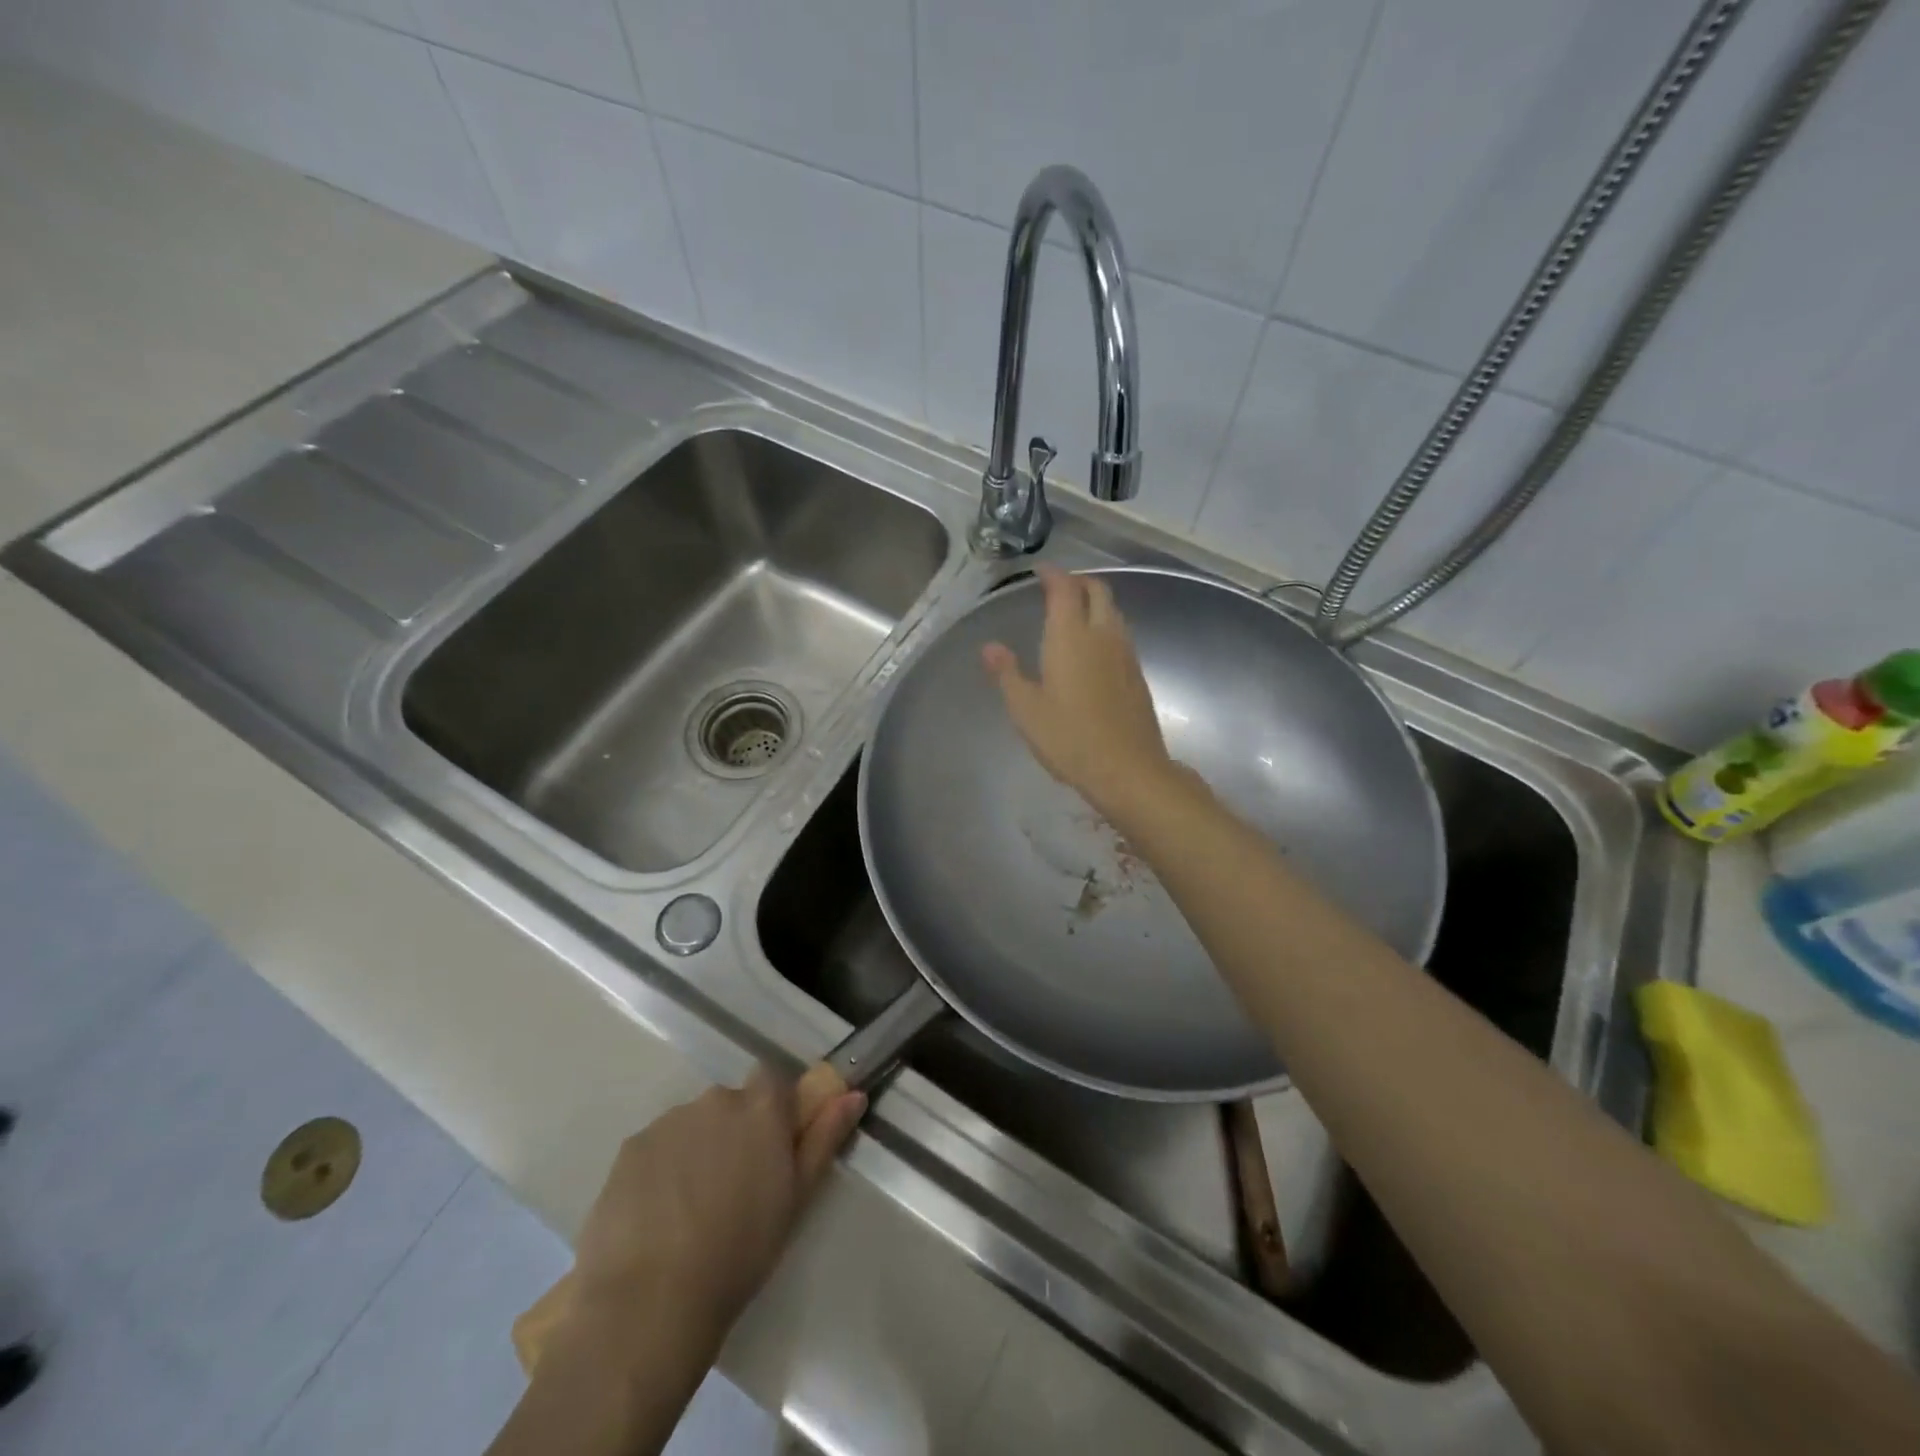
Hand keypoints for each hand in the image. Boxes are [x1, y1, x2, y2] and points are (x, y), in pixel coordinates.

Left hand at [567, 1069, 865, 1342]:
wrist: (650, 1303)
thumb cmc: (740, 1252)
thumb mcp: (796, 1198)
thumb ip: (824, 1137)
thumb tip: (853, 1094)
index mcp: (761, 1107)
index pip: (772, 1080)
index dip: (773, 1110)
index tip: (772, 1148)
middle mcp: (716, 1099)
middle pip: (731, 1103)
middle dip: (734, 1134)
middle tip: (733, 1189)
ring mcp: (668, 1121)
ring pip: (692, 1126)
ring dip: (697, 1151)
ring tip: (691, 1212)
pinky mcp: (629, 1149)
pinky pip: (656, 1149)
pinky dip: (661, 1171)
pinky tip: (657, 1219)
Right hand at [982, 564, 1176, 816]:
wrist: (1128, 769)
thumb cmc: (1069, 738)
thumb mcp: (1026, 709)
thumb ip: (1007, 673)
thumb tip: (990, 647)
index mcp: (1071, 636)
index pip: (1064, 589)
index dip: (1053, 575)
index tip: (1040, 571)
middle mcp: (1103, 635)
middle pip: (1098, 591)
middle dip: (1079, 582)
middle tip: (1059, 588)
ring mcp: (1126, 654)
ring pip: (1114, 612)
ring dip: (1096, 603)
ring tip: (1075, 614)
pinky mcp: (1138, 674)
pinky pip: (1121, 635)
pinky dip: (1106, 627)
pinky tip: (1094, 649)